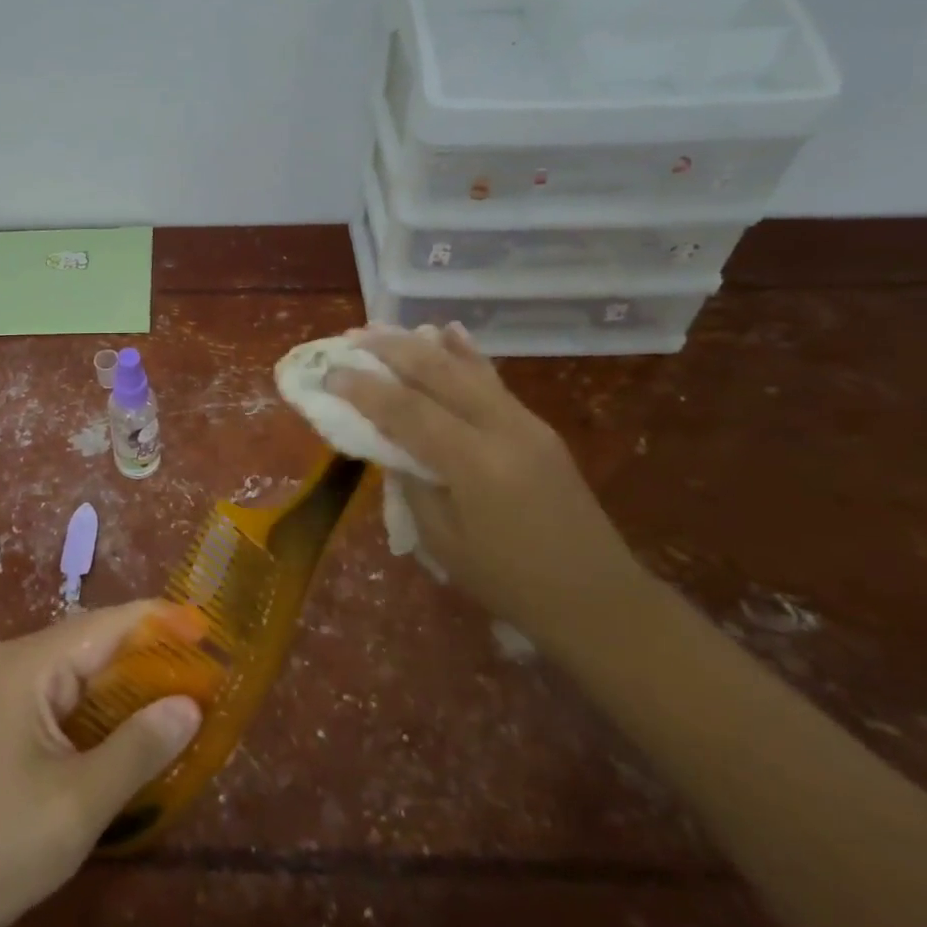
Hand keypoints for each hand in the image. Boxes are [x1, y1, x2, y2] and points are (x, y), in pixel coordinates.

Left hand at [0, 602, 202, 926]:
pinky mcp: (16, 722)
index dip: (161, 622)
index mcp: (31, 664)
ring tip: (187, 694)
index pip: (108, 624)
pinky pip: (74, 698)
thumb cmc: (2, 844)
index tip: (210, 630)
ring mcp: (15, 692)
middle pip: (99, 642)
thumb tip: (192, 704)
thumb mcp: (80, 801)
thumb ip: (139, 747)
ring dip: (134, 683)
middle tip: (207, 670)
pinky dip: (111, 707)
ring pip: (88, 671)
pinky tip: (141, 728)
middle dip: (152, 654)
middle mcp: (22, 663)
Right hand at [328, 324, 646, 648]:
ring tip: (384, 327)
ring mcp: (524, 422)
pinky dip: (464, 353)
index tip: (329, 373)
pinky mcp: (536, 426)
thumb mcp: (443, 541)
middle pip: (437, 372)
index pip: (407, 411)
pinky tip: (448, 331)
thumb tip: (390, 443)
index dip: (363, 389)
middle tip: (351, 337)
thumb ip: (412, 483)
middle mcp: (501, 428)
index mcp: (475, 463)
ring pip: (465, 367)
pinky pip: (491, 379)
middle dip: (390, 350)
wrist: (598, 598)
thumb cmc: (510, 581)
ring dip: (421, 344)